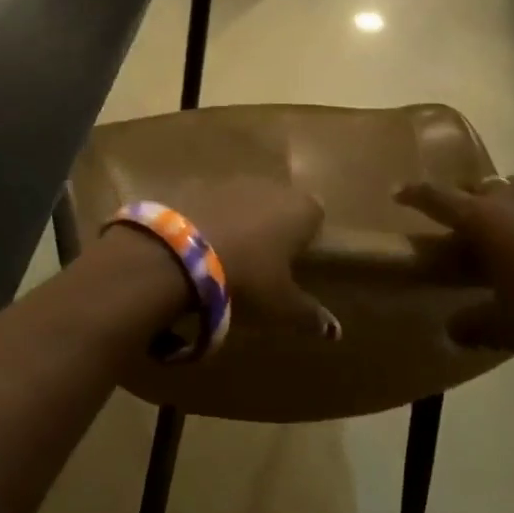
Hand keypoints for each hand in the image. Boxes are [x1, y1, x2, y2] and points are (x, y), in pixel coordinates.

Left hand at [102, 178, 336, 338]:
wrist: (179, 253)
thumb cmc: (246, 277)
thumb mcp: (280, 304)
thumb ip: (309, 314)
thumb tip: (335, 331)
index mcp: (300, 210)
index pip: (315, 216)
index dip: (307, 237)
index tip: (294, 262)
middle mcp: (269, 186)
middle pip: (278, 204)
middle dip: (271, 226)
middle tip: (260, 262)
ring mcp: (230, 181)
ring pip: (243, 200)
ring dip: (238, 221)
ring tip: (225, 255)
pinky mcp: (194, 183)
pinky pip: (209, 202)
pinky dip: (207, 219)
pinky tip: (195, 246)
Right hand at [396, 176, 513, 355]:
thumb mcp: (506, 327)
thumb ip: (471, 325)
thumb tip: (450, 330)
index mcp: (485, 222)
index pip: (438, 199)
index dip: (415, 194)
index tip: (398, 192)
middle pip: (483, 188)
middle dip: (471, 201)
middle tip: (471, 225)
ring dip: (513, 201)